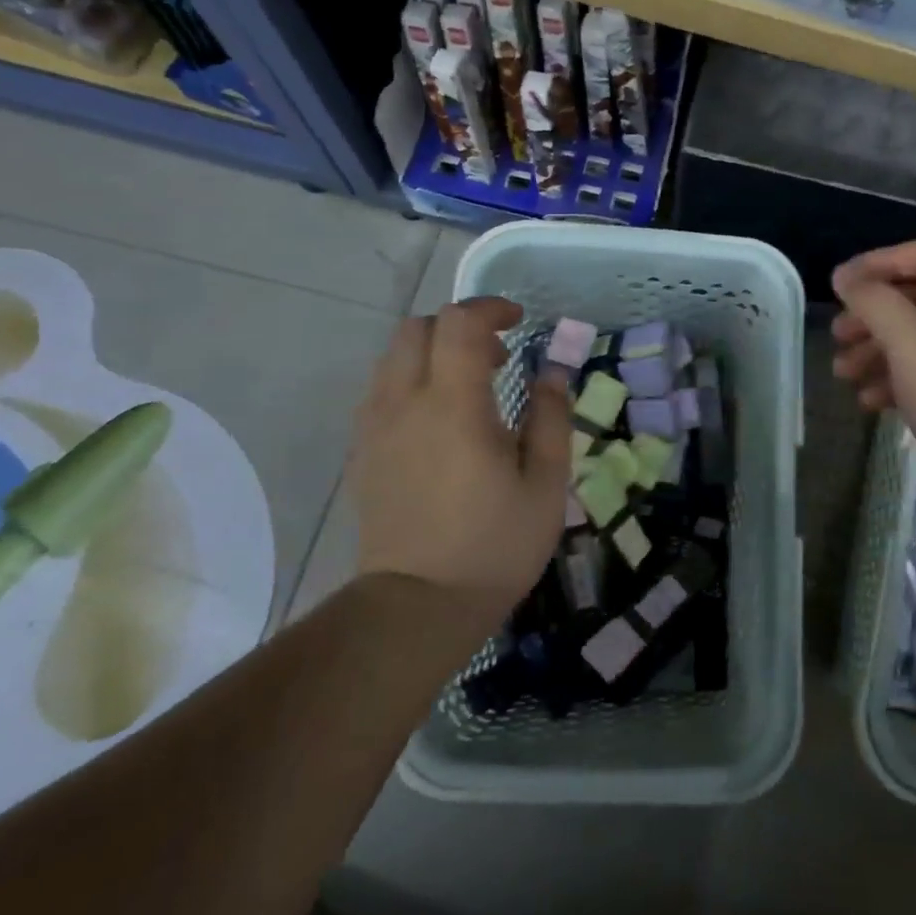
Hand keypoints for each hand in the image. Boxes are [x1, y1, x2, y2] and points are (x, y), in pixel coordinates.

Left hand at [350, 297, 569, 600]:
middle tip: (498, 356)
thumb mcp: (545, 483)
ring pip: (392, 357)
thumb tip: (552, 373)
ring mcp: (375, 427)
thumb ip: (550, 417)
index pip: (459, 323)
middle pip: (416, 329)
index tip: (520, 321)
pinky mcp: (363, 452)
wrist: (418, 606)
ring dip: (433, 352)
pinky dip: (412, 380)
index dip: (491, 308)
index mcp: (454, 405)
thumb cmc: (495, 545)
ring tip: (471, 387)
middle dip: (459, 326)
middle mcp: (404, 403)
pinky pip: (381, 391)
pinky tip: (441, 419)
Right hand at [832, 242, 915, 527]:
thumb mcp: (909, 342)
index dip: (877, 264)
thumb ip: (873, 301)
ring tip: (844, 373)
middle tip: (837, 335)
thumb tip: (845, 276)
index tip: (838, 284)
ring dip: (878, 351)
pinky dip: (899, 378)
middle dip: (872, 317)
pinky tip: (869, 401)